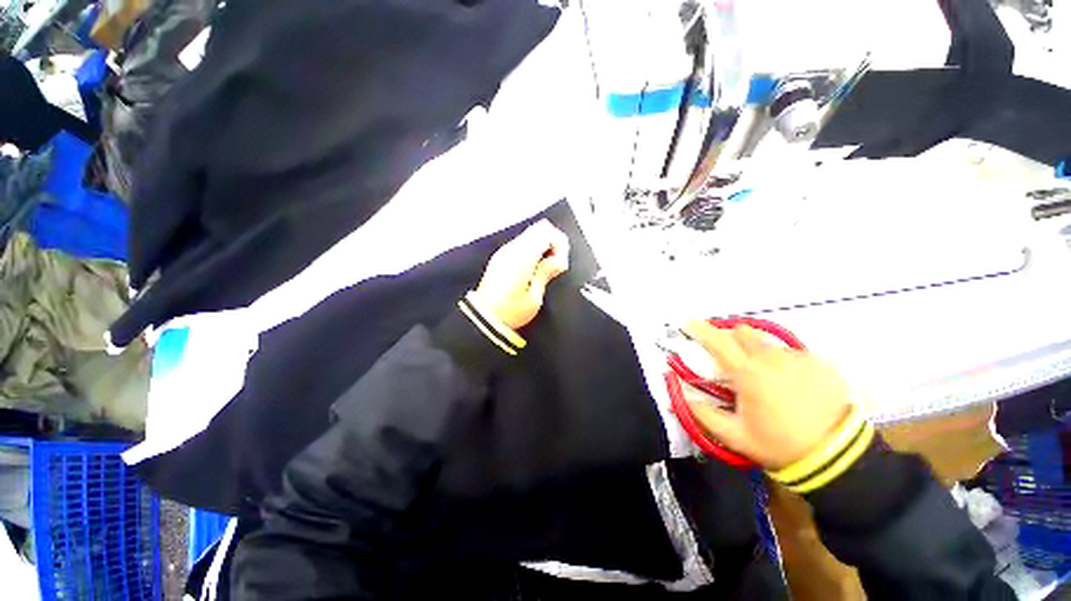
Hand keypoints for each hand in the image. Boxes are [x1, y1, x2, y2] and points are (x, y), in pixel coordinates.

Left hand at [473, 220, 569, 329]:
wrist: (483, 319)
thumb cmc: (510, 312)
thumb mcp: (534, 297)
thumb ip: (546, 273)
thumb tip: (559, 260)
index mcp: (522, 257)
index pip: (546, 231)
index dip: (560, 244)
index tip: (561, 264)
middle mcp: (512, 249)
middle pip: (539, 228)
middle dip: (553, 243)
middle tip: (556, 265)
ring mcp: (504, 251)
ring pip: (531, 234)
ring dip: (543, 246)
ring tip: (546, 269)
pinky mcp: (501, 257)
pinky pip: (522, 244)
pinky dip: (533, 250)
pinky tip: (534, 269)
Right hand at [682, 321, 853, 469]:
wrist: (838, 456)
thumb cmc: (779, 445)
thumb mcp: (734, 435)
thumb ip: (702, 412)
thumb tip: (679, 393)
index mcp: (748, 373)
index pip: (718, 341)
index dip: (700, 329)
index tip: (689, 323)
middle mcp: (771, 358)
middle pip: (743, 333)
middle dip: (730, 338)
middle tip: (728, 356)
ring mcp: (797, 358)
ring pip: (767, 344)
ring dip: (756, 352)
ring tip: (763, 376)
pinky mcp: (819, 364)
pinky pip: (791, 354)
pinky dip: (781, 362)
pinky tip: (789, 384)